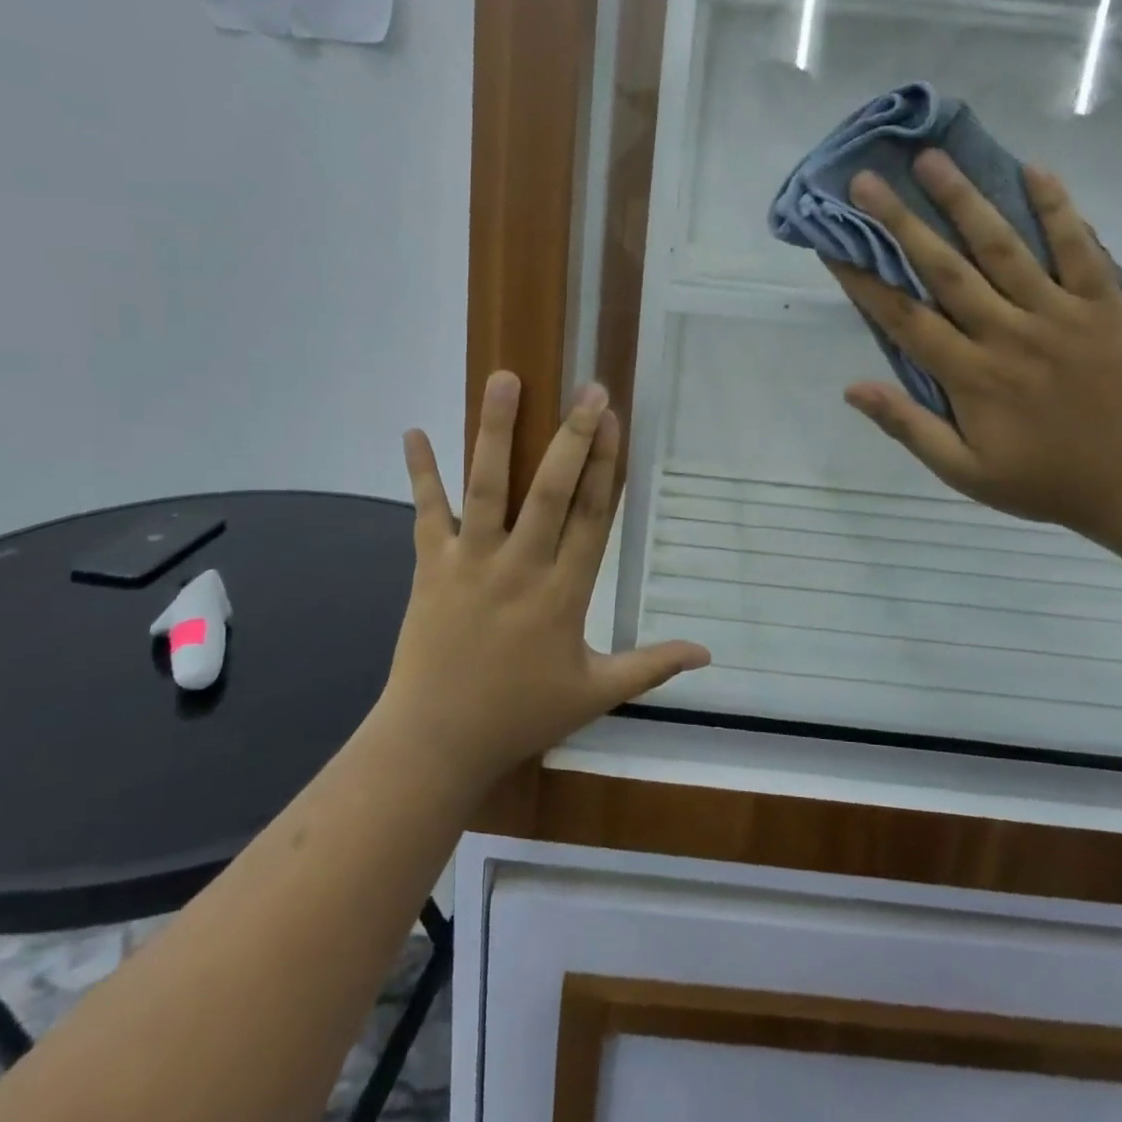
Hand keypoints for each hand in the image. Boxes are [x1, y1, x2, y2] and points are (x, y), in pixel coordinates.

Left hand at [377, 372, 709, 792]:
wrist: (435, 743)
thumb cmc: (519, 715)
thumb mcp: (595, 694)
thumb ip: (651, 667)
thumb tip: (708, 653)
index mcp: (563, 594)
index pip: (592, 518)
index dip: (606, 466)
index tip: (616, 422)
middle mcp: (520, 567)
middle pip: (550, 492)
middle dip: (572, 438)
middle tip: (588, 389)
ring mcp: (471, 563)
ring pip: (487, 488)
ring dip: (496, 432)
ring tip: (504, 379)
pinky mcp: (429, 567)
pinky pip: (426, 512)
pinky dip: (421, 472)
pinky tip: (413, 430)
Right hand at [827, 152, 1121, 548]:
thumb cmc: (1042, 479)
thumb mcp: (964, 472)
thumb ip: (909, 427)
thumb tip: (852, 388)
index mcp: (970, 376)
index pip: (904, 318)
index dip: (865, 280)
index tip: (834, 243)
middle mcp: (1007, 334)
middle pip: (945, 270)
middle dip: (901, 223)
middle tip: (867, 180)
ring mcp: (1059, 314)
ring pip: (1003, 248)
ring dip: (966, 201)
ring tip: (933, 160)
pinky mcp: (1104, 305)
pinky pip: (1080, 249)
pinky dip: (1059, 209)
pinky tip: (1035, 170)